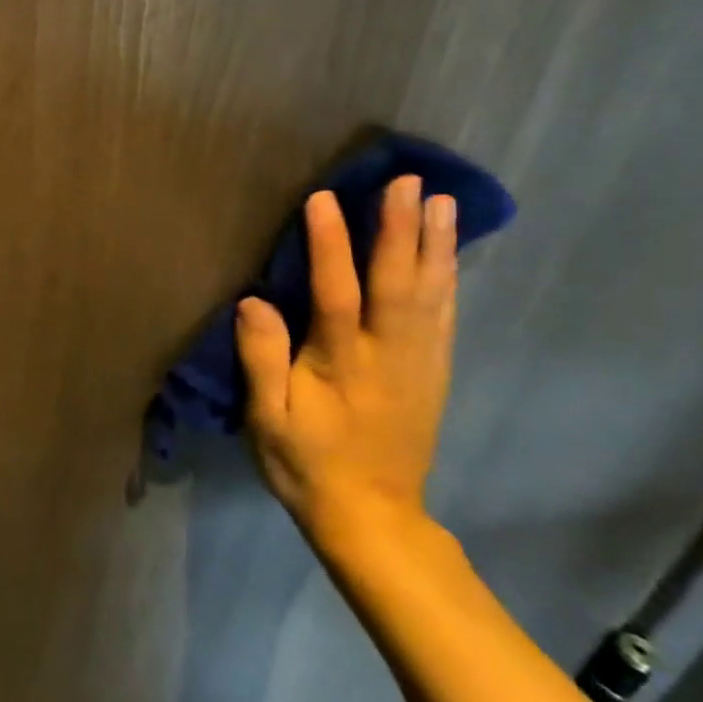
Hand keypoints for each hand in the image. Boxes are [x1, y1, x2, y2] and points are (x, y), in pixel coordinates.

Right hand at [235, 177, 456, 543]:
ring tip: (441, 202)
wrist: (373, 519)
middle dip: (402, 229)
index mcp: (343, 364)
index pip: (336, 292)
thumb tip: (253, 301)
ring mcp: (419, 364)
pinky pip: (444, 317)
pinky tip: (449, 256)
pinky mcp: (433, 375)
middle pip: (399, 283)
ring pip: (432, 295)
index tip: (324, 198)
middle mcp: (389, 356)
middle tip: (408, 182)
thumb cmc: (308, 465)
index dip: (330, 244)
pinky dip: (449, 279)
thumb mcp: (268, 420)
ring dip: (437, 245)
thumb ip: (262, 360)